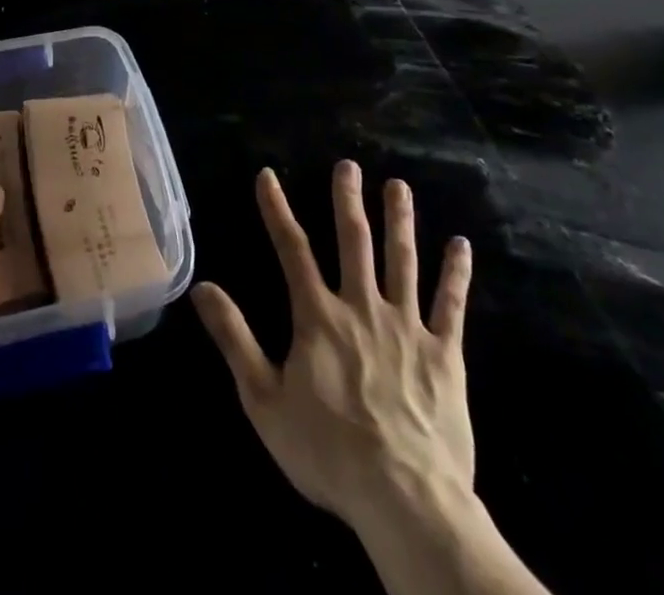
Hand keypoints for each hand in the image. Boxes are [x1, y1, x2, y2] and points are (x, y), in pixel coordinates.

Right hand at [192, 163, 475, 535]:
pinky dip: (455, 274)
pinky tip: (461, 244)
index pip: (291, 249)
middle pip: (354, 241)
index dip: (277, 209)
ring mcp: (407, 327)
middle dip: (348, 200)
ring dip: (400, 221)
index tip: (267, 175)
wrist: (405, 499)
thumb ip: (234, 337)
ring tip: (398, 186)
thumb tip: (202, 286)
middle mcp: (362, 307)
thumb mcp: (263, 399)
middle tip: (349, 165)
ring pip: (402, 261)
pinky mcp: (444, 354)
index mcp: (318, 316)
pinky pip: (451, 305)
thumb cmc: (327, 452)